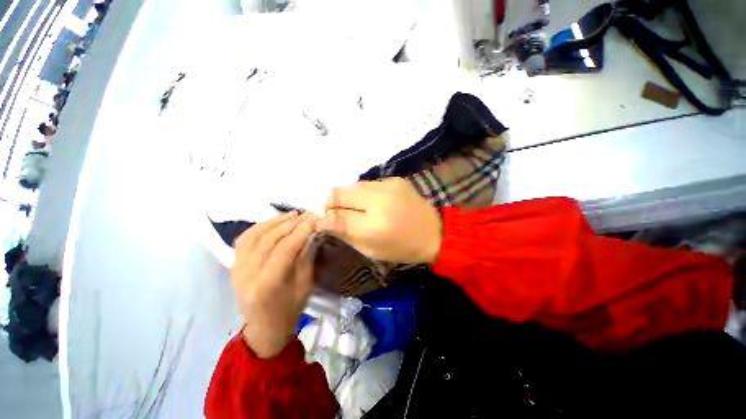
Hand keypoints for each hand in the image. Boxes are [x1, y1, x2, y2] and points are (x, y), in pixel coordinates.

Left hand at [232, 212, 317, 357]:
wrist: (264, 327)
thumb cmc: (289, 309)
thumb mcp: (305, 285)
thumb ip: (306, 257)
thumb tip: (312, 233)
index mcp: (267, 285)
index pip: (285, 249)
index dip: (301, 231)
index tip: (315, 218)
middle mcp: (247, 275)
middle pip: (269, 239)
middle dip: (291, 223)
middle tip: (307, 213)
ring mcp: (236, 269)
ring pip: (254, 236)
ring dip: (275, 221)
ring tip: (293, 214)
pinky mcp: (233, 265)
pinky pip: (245, 239)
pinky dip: (260, 226)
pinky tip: (274, 221)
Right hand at [318, 178, 442, 263]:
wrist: (434, 233)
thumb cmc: (401, 248)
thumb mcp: (370, 249)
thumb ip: (344, 232)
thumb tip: (322, 220)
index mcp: (373, 225)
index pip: (336, 215)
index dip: (324, 216)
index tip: (321, 220)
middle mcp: (379, 199)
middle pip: (340, 192)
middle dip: (332, 202)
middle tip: (335, 213)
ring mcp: (389, 185)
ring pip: (354, 185)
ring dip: (348, 197)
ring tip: (354, 208)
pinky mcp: (396, 179)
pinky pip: (369, 183)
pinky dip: (363, 193)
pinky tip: (371, 202)